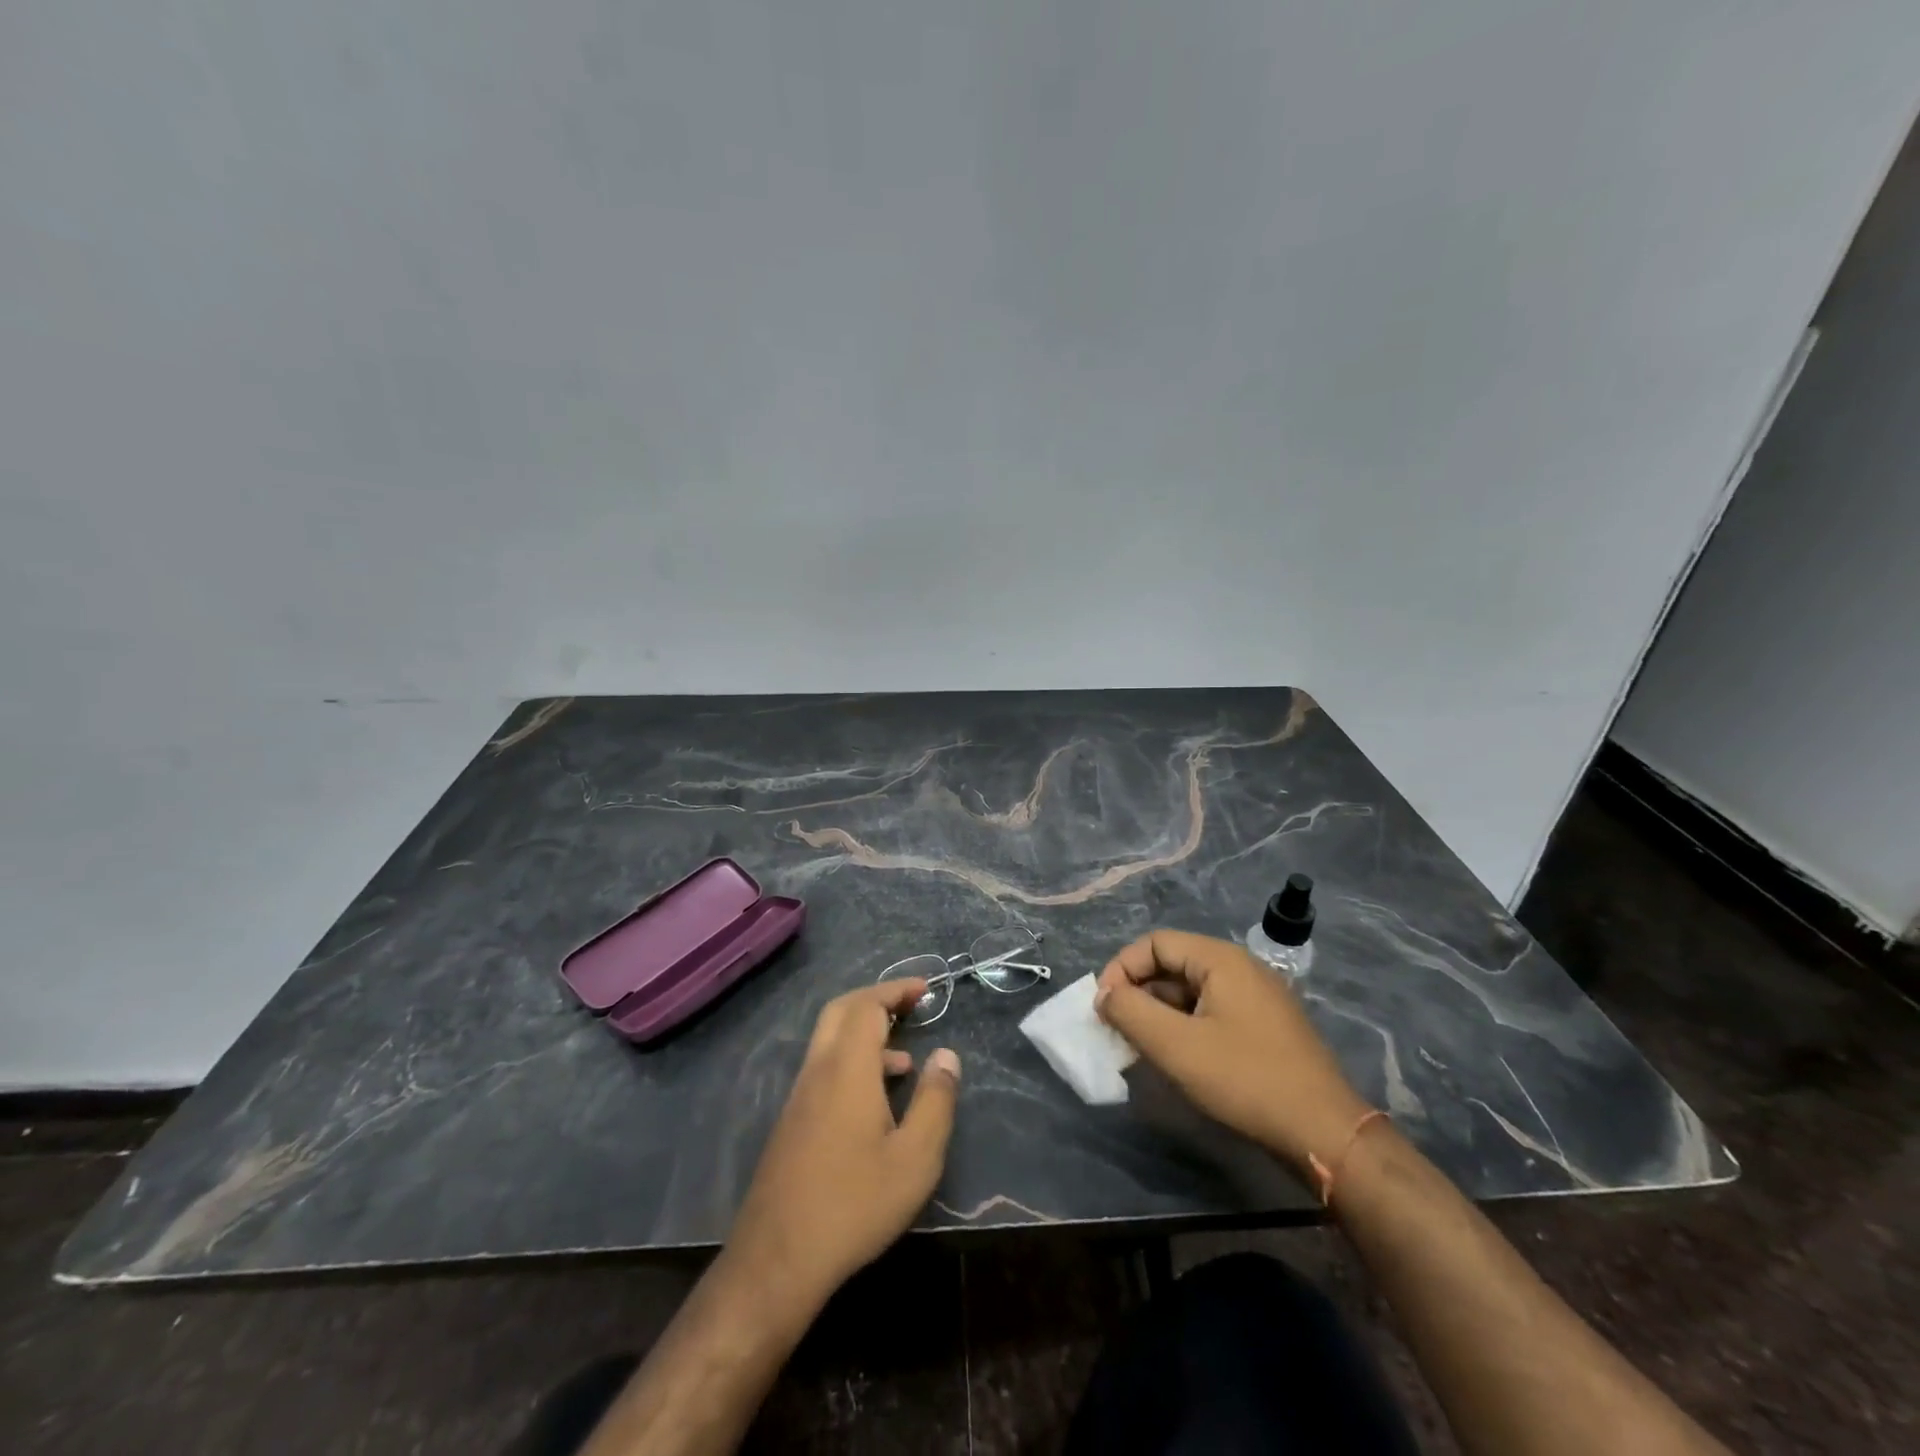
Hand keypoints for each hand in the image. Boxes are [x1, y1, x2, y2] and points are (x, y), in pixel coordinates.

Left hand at [727, 979, 959, 1309]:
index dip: (896, 990)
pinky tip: (877, 1101)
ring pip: (830, 1040)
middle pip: (842, 1011)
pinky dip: (853, 1060)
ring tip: (906, 1061)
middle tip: (911, 1004)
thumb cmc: (854, 1205)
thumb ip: (935, 1101)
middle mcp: (818, 1070)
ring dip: (866, 1033)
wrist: (777, 1260)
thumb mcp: (915, 1159)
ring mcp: (799, 1095)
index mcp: (846, 1068)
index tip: (925, 988)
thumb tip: (946, 1056)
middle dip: (877, 999)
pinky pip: (824, 1067)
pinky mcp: (792, 1120)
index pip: (867, 1005)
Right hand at [1094, 930, 1370, 1174]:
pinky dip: (1185, 1025)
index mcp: (1221, 959)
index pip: (1155, 942)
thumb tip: (1104, 995)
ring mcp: (1257, 996)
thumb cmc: (1245, 1079)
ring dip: (1160, 1012)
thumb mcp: (1176, 1046)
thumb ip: (1130, 1012)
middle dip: (1138, 992)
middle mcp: (1240, 967)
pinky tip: (1178, 1057)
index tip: (1104, 1006)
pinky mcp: (1265, 1025)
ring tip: (1142, 1046)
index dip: (1122, 968)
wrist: (1325, 1132)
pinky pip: (1211, 1010)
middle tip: (1118, 1029)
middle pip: (1173, 963)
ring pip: (1191, 990)